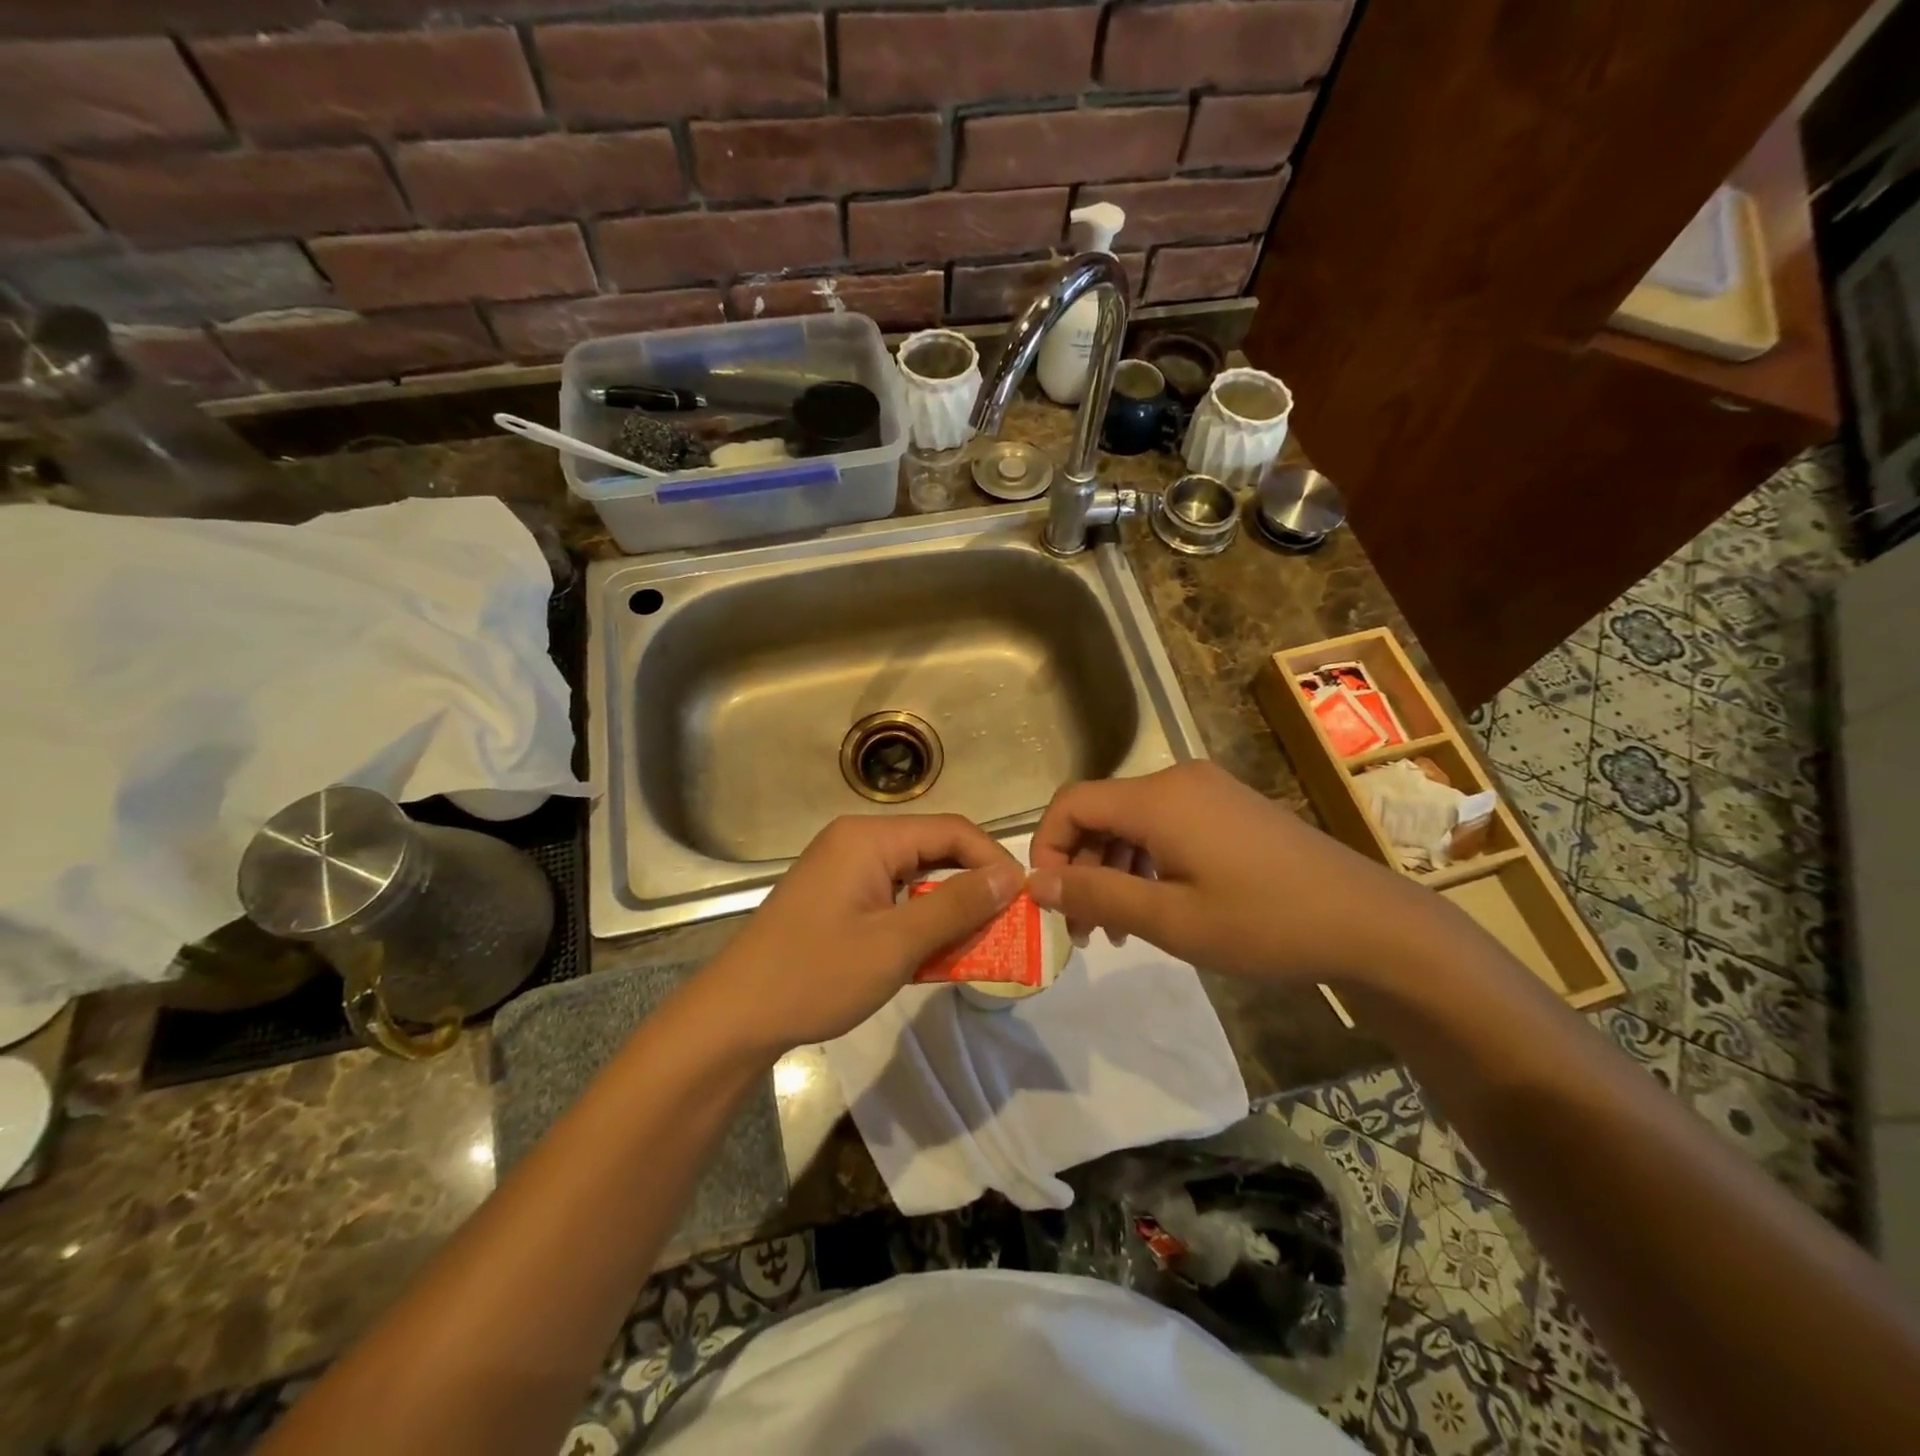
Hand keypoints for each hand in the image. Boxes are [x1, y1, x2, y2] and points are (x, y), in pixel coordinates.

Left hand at [699, 814, 1023, 1055]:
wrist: (734, 1017)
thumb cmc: (815, 975)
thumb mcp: (895, 944)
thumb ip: (956, 905)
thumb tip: (1009, 875)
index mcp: (869, 837)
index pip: (951, 830)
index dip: (993, 860)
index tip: (1025, 899)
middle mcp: (857, 841)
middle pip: (933, 850)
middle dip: (974, 886)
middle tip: (1009, 924)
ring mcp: (843, 869)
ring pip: (915, 876)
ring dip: (948, 907)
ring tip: (980, 941)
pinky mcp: (837, 896)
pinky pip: (892, 896)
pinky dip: (919, 919)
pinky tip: (936, 951)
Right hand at [1028, 761, 1437, 984]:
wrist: (1369, 924)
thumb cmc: (1264, 923)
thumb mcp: (1171, 920)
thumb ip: (1096, 895)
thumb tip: (1034, 883)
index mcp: (1158, 798)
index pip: (1071, 803)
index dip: (1047, 848)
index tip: (1049, 900)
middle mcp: (1177, 781)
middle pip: (1101, 812)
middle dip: (1081, 867)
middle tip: (1084, 929)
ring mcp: (1207, 792)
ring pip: (1131, 822)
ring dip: (1113, 870)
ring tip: (1118, 930)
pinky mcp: (1228, 809)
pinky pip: (1165, 826)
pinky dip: (1146, 863)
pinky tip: (1156, 907)